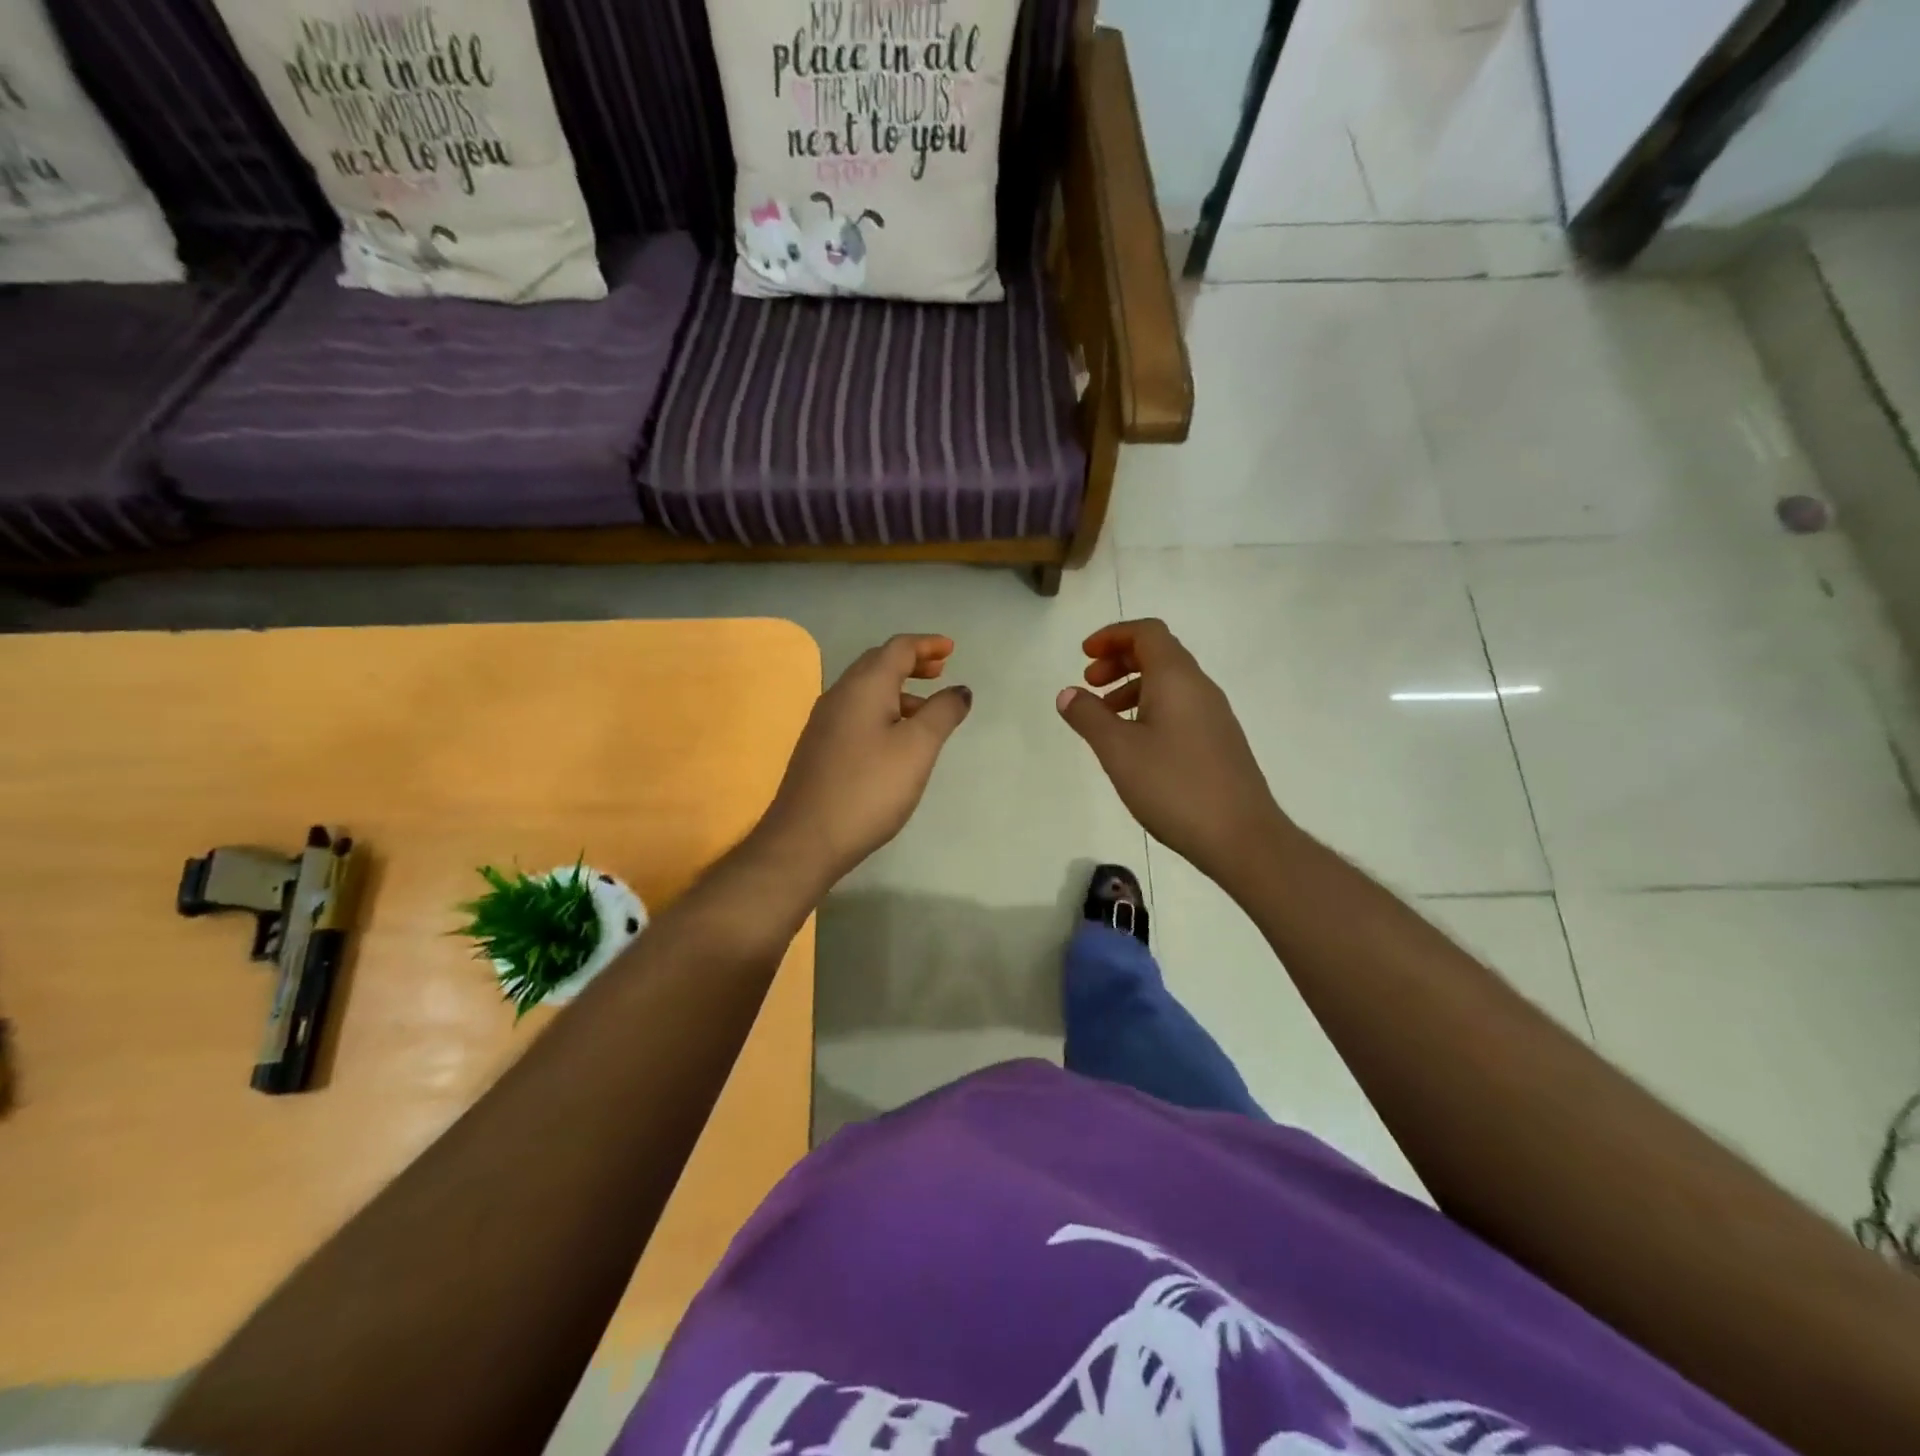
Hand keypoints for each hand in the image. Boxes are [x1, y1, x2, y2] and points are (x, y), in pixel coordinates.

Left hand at [756, 634, 971, 886]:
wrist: (805, 839)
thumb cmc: (869, 789)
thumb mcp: (918, 749)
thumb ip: (942, 713)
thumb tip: (959, 689)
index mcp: (864, 686)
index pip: (898, 648)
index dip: (927, 645)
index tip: (952, 649)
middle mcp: (839, 695)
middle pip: (878, 663)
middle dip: (911, 662)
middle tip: (939, 672)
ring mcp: (824, 722)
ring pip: (866, 690)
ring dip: (897, 689)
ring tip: (925, 711)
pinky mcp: (818, 747)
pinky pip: (855, 712)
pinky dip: (882, 710)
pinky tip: (894, 739)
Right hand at [1057, 619, 1286, 883]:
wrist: (1240, 836)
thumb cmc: (1174, 786)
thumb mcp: (1118, 750)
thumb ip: (1088, 717)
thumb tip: (1068, 693)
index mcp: (1177, 678)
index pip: (1147, 632)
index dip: (1113, 635)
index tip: (1084, 655)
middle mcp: (1200, 688)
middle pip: (1159, 654)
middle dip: (1120, 660)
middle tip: (1089, 684)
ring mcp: (1214, 716)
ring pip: (1169, 684)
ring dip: (1133, 687)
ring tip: (1105, 718)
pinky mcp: (1219, 742)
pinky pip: (1180, 708)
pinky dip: (1150, 709)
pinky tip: (1135, 745)